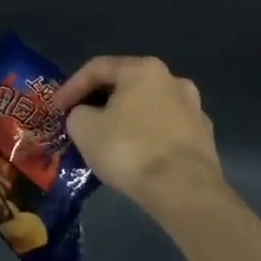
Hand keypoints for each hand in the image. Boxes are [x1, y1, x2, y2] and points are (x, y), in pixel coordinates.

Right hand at [57, 56, 223, 219]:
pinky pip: (164, 130)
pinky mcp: (204, 139)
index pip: (97, 68)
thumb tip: (86, 116)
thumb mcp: (83, 128)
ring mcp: (194, 110)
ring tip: (106, 139)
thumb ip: (77, 113)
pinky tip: (134, 156)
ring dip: (125, 119)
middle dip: (99, 102)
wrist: (185, 192)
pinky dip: (146, 137)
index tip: (56, 109)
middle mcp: (173, 80)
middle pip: (125, 85)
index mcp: (143, 69)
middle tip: (79, 120)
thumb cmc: (129, 149)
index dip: (71, 87)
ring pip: (147, 108)